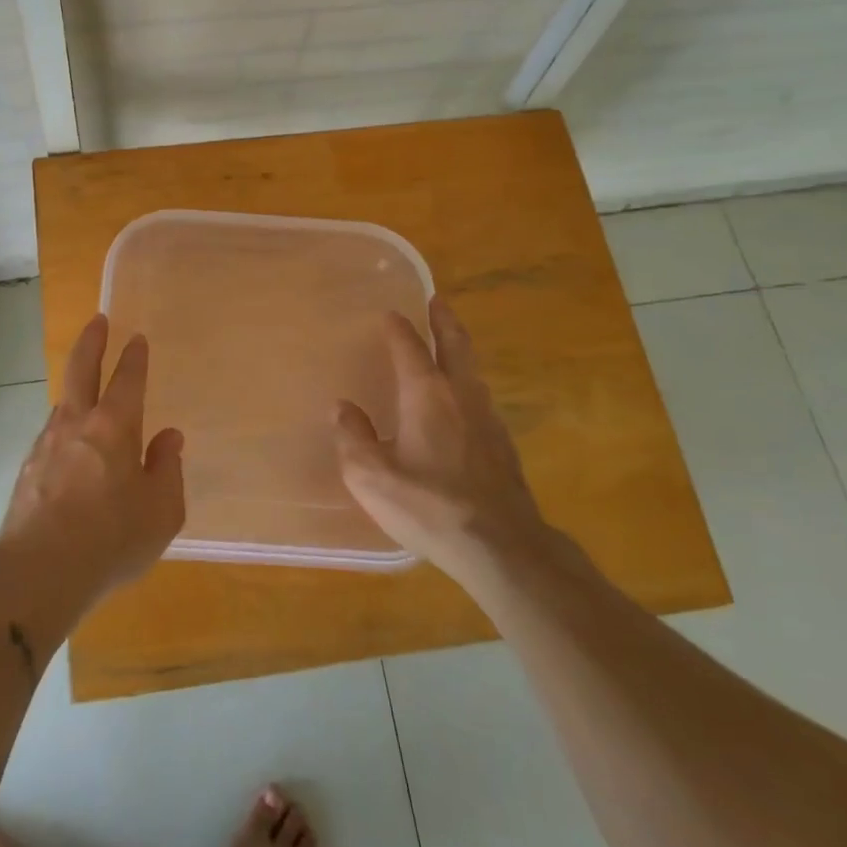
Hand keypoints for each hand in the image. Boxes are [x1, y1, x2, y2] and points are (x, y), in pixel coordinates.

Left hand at [0, 314, 185, 623]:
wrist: (37, 573)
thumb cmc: (111, 540)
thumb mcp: (161, 511)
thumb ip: (167, 469)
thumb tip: (168, 437)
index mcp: (114, 427)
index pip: (127, 379)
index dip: (134, 357)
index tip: (137, 339)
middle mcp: (77, 424)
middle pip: (81, 370)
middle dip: (92, 341)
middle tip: (98, 321)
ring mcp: (46, 444)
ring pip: (63, 403)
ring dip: (76, 389)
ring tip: (86, 391)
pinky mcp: (27, 469)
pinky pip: (51, 436)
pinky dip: (64, 428)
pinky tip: (69, 447)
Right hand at [334, 298, 547, 585]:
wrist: (500, 546)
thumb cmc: (429, 505)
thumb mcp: (371, 476)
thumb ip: (353, 437)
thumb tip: (342, 408)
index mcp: (426, 394)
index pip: (409, 347)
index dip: (398, 328)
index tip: (389, 314)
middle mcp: (461, 395)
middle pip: (455, 345)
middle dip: (444, 320)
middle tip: (438, 301)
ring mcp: (488, 419)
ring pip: (473, 370)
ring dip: (459, 349)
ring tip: (449, 343)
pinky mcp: (503, 445)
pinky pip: (481, 397)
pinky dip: (468, 382)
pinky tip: (462, 401)